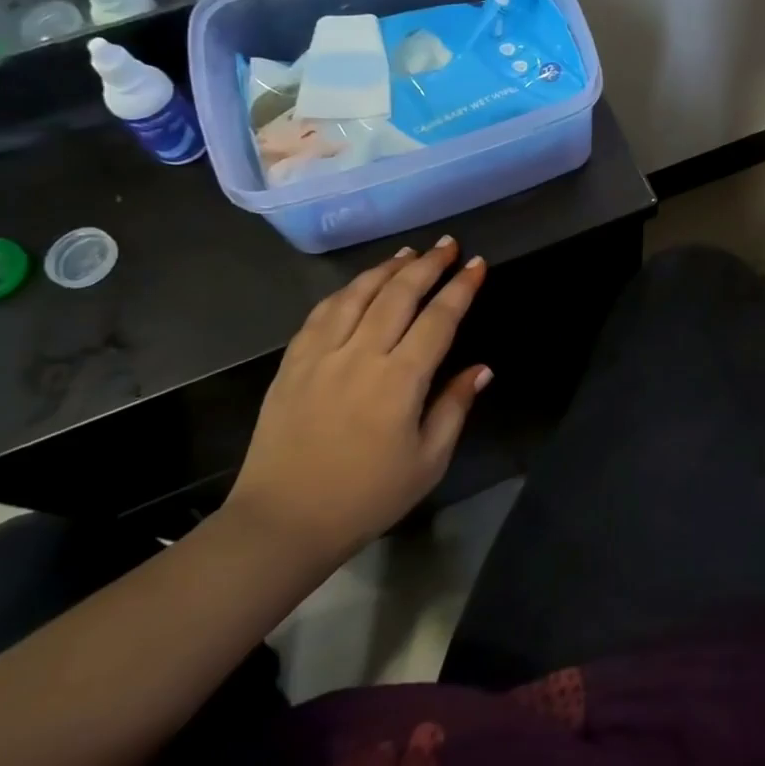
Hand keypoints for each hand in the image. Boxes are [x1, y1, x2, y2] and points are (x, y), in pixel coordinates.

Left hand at [226, 237, 491, 572]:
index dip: (460, 288)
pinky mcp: (292, 363)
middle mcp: (361, 355)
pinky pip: (321, 312)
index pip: (438, 319)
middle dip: (427, 265)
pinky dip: (346, 290)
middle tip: (447, 245)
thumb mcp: (428, 462)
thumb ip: (454, 407)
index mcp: (400, 381)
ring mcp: (321, 355)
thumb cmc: (366, 497)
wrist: (283, 521)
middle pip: (398, 294)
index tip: (476, 264)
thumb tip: (481, 369)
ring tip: (408, 253)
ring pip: (358, 294)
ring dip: (387, 268)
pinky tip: (358, 284)